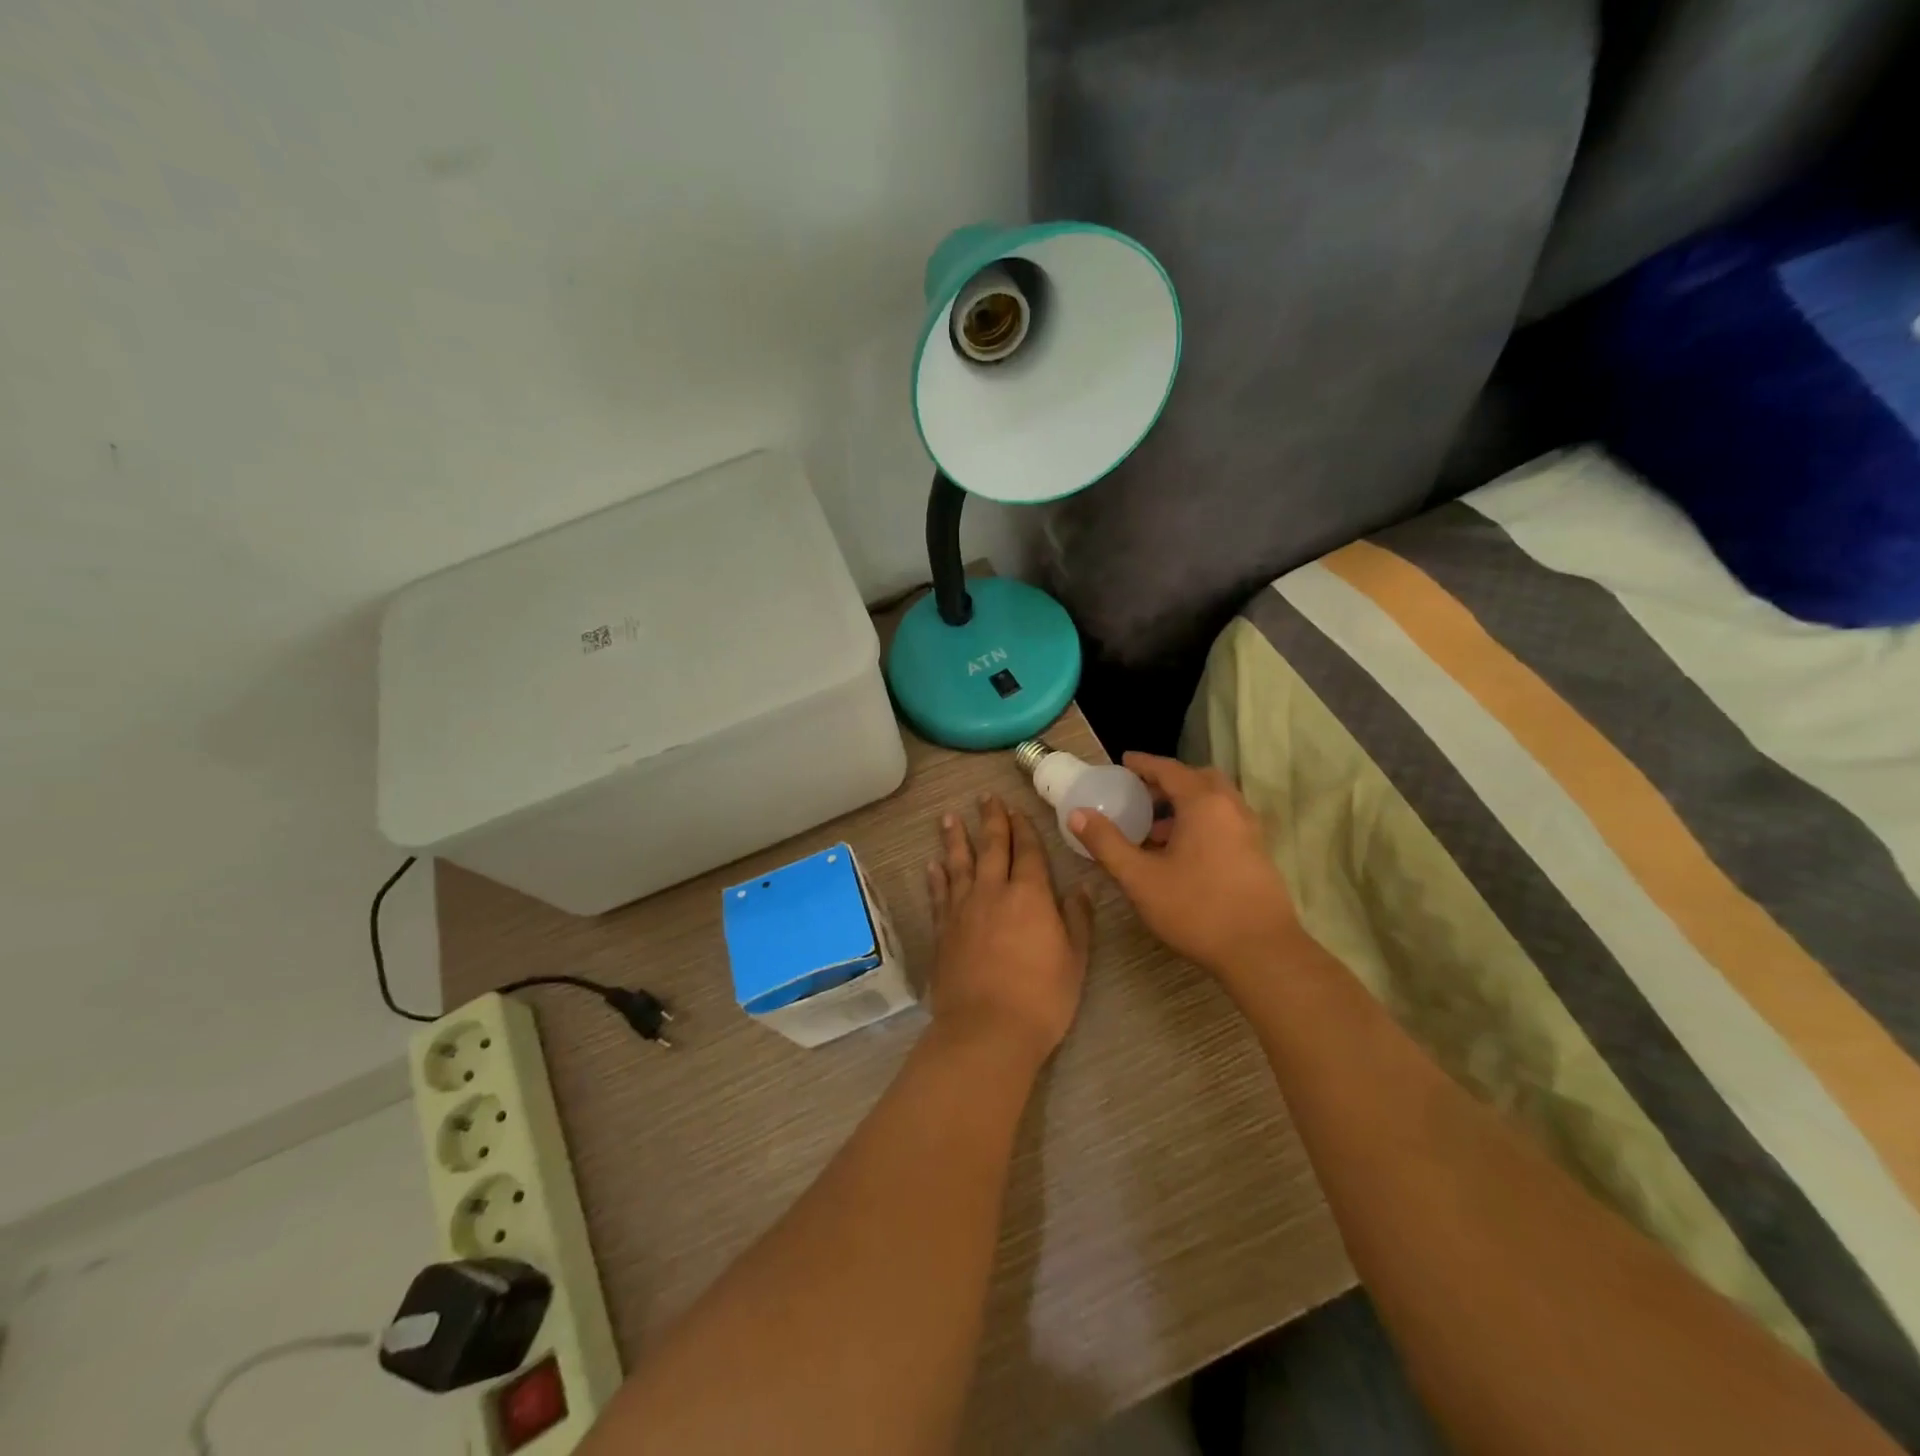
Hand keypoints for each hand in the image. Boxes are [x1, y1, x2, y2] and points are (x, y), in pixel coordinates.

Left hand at [926, 794, 1094, 1066]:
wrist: (987, 1030)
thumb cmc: (1041, 998)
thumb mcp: (1075, 960)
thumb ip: (1077, 920)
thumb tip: (1080, 888)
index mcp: (1030, 895)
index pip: (1028, 852)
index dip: (1024, 828)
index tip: (1017, 809)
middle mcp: (993, 892)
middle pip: (992, 847)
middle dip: (991, 820)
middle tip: (985, 797)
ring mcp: (963, 909)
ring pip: (959, 863)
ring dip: (955, 839)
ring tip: (950, 817)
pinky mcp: (942, 930)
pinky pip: (938, 894)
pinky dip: (936, 877)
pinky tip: (932, 865)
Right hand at [1069, 753, 1296, 981]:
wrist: (1261, 952)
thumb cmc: (1197, 909)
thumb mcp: (1140, 878)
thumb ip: (1107, 843)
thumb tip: (1077, 814)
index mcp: (1203, 803)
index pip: (1169, 769)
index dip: (1143, 764)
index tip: (1123, 762)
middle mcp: (1231, 807)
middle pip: (1197, 779)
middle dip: (1167, 782)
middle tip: (1140, 795)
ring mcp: (1250, 830)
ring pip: (1214, 801)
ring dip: (1185, 804)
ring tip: (1154, 830)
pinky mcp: (1258, 853)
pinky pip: (1225, 821)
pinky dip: (1201, 822)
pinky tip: (1182, 854)